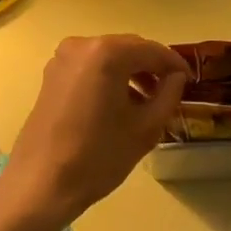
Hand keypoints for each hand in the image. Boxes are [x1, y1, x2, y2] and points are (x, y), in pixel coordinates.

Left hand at [2, 35, 187, 225]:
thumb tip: (176, 77)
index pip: (152, 50)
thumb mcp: (145, 128)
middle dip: (152, 67)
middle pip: (130, 49)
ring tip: (148, 101)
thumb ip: (168, 95)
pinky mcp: (52, 74)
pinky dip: (109, 78)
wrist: (39, 185)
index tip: (190, 80)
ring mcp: (64, 57)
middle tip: (171, 91)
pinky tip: (119, 104)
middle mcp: (84, 44)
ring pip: (110, 57)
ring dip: (131, 73)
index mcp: (107, 53)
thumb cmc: (97, 157)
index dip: (174, 64)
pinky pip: (91, 67)